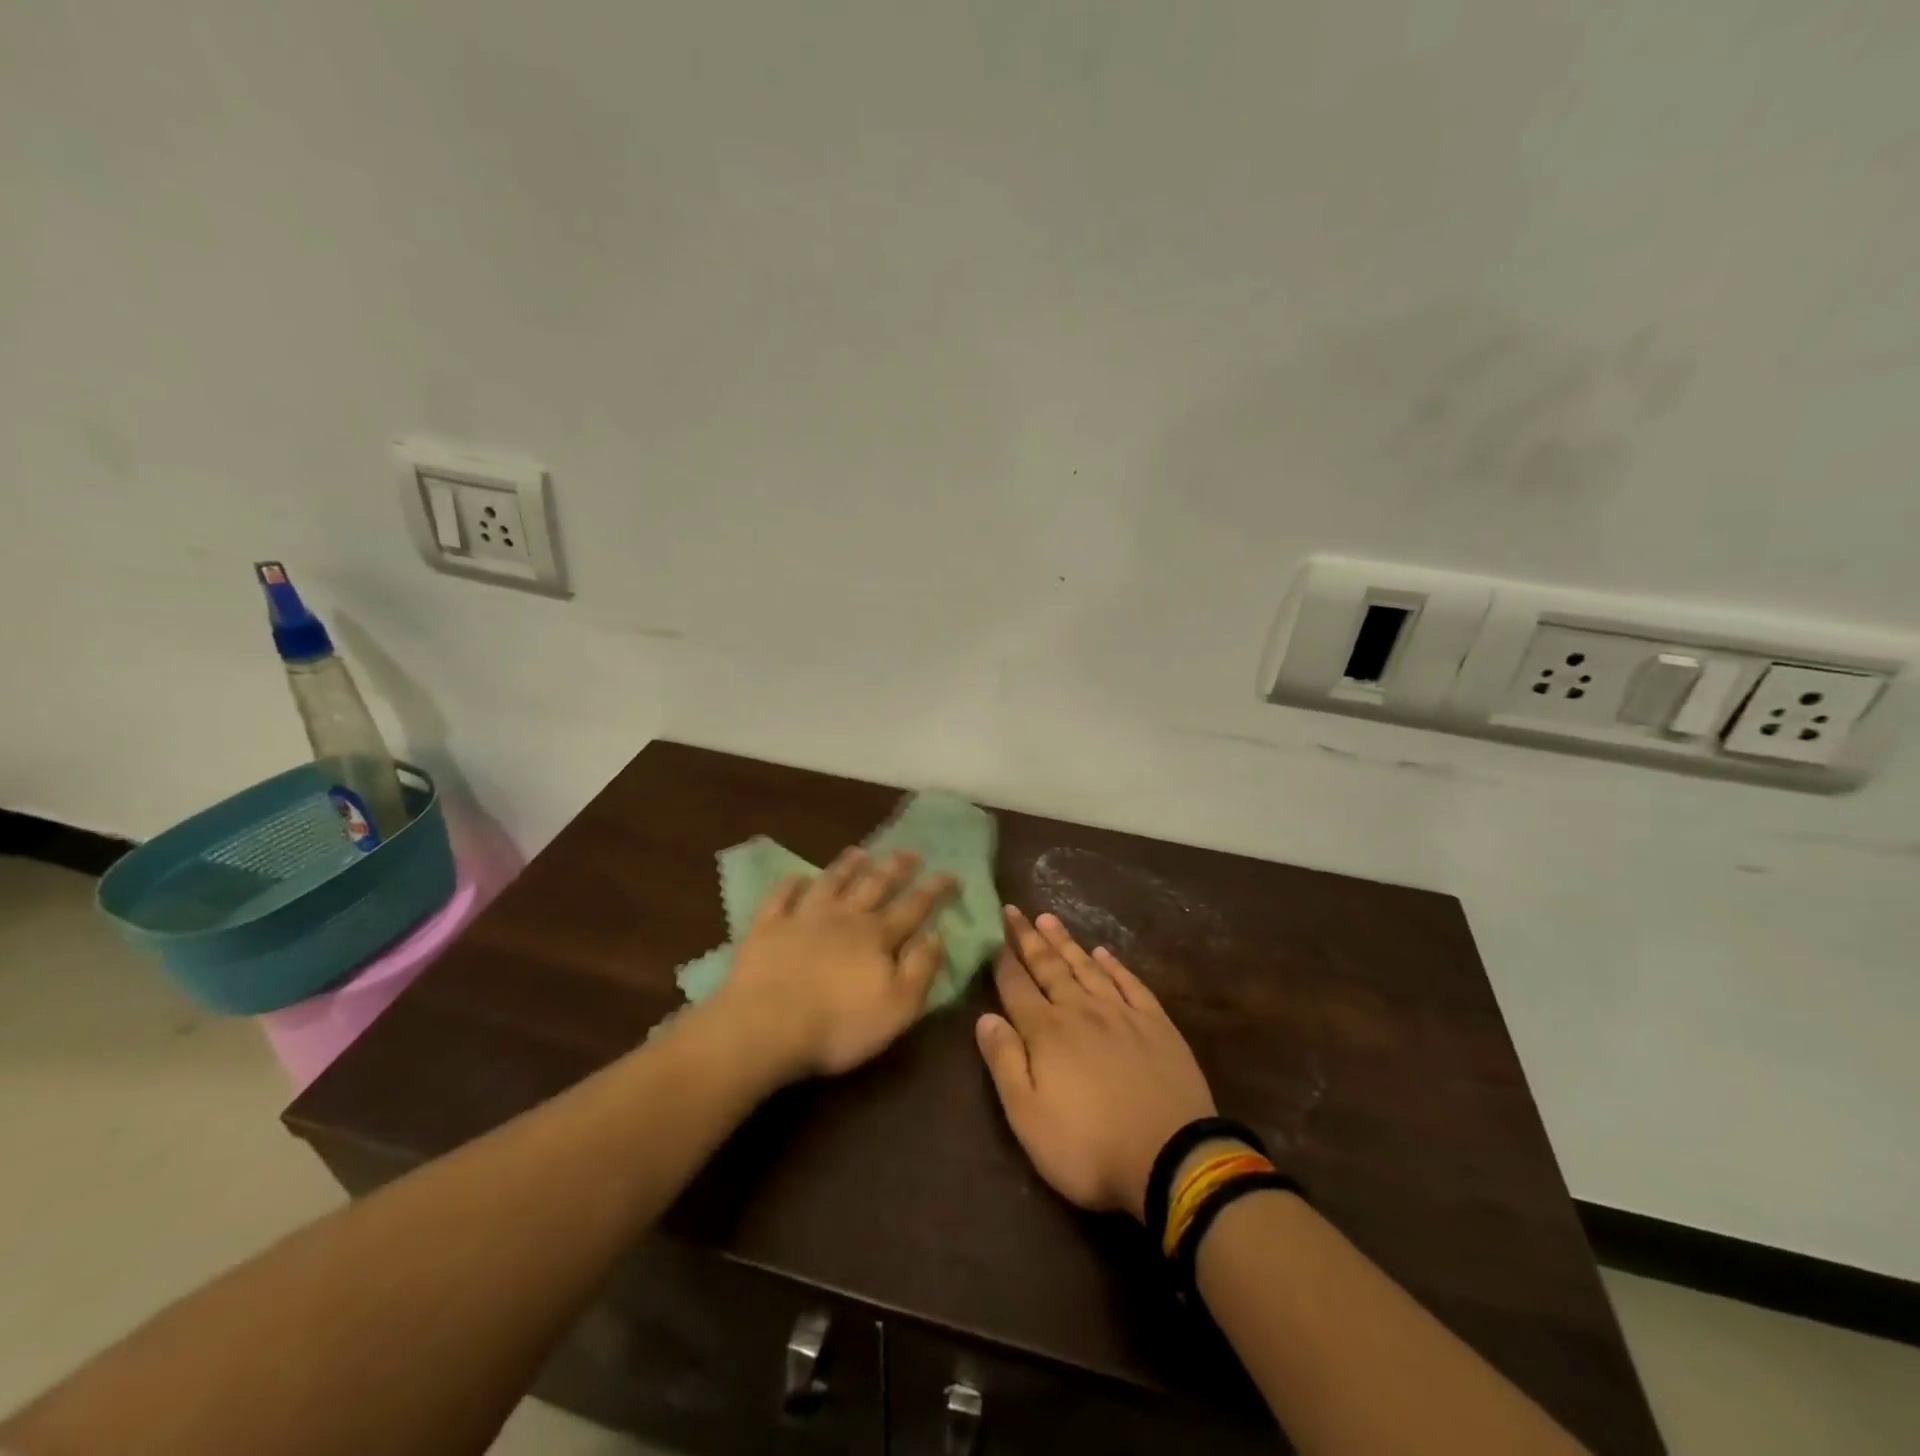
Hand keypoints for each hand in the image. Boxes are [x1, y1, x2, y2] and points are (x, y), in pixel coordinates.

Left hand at [712, 848, 955, 1082]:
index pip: (913, 907)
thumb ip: (921, 969)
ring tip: (860, 852)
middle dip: (895, 868)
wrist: (765, 1027)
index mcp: (877, 937)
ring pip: (830, 883)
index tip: (951, 873)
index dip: (934, 890)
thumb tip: (937, 935)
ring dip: (847, 866)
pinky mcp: (767, 927)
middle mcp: (844, 918)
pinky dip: (791, 884)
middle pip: (874, 886)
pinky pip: (781, 897)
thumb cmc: (839, 1025)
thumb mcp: (897, 1007)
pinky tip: (798, 876)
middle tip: (910, 851)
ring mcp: (802, 918)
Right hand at [976, 908, 1216, 1220]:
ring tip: (1049, 918)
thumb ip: (1004, 1063)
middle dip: (1028, 939)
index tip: (992, 934)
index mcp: (1046, 1033)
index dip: (1002, 960)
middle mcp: (1081, 1011)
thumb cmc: (1089, 1147)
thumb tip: (984, 1017)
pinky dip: (1113, 965)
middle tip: (1014, 910)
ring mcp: (1121, 1013)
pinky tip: (1102, 952)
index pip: (1016, 987)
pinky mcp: (1155, 1023)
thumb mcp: (1029, 1117)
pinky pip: (1129, 983)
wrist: (1172, 1158)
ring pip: (1086, 967)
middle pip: (1049, 968)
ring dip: (1065, 943)